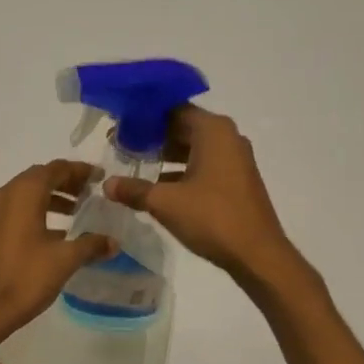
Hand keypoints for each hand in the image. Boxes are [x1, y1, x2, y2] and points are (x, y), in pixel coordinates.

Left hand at [0, 160, 117, 352]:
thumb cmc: (25, 278)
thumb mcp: (65, 260)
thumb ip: (91, 245)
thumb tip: (113, 242)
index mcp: (23, 193)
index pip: (56, 169)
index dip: (80, 171)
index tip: (99, 179)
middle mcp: (4, 195)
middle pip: (39, 178)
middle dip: (65, 183)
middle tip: (89, 195)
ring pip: (25, 195)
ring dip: (50, 199)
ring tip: (75, 215)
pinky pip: (14, 212)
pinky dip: (34, 213)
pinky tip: (51, 235)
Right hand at [104, 107, 299, 285]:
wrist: (257, 254)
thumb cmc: (212, 217)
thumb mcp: (165, 202)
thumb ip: (134, 189)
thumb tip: (106, 184)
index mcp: (213, 130)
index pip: (172, 109)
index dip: (144, 116)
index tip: (119, 125)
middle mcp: (227, 137)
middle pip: (183, 126)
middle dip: (152, 136)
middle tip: (120, 144)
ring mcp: (235, 159)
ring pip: (193, 147)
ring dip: (165, 154)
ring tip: (134, 164)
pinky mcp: (237, 180)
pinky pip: (203, 164)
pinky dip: (181, 170)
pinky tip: (158, 186)